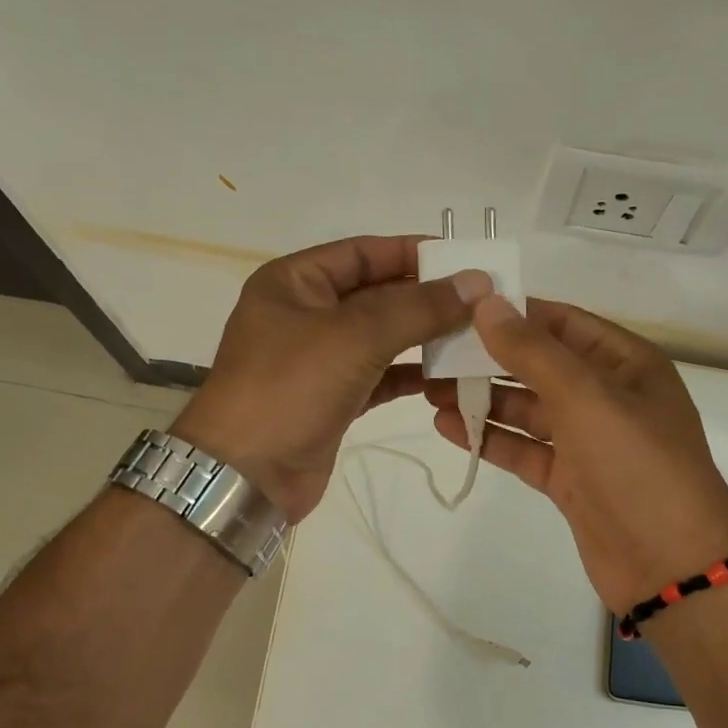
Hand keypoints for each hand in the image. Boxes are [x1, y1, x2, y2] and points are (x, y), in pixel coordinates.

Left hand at [171, 236, 489, 521]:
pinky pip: (381, 376)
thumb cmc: (290, 388)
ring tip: (476, 337)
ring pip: (382, 338)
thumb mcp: (355, 336)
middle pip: (376, 294)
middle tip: (482, 301)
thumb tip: (476, 282)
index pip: (363, 252)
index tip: (465, 259)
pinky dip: (412, 376)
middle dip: (426, 297)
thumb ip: (418, 307)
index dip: (413, 252)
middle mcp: (305, 314)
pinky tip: (450, 378)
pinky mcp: (333, 399)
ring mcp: (319, 360)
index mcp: (295, 282)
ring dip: (425, 337)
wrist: (245, 475)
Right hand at [425, 296, 727, 611]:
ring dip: (483, 399)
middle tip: (433, 352)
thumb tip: (487, 303)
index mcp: (625, 363)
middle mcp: (607, 395)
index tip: (459, 306)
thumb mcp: (586, 397)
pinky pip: (524, 449)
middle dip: (489, 358)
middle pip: (540, 365)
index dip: (513, 312)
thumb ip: (532, 351)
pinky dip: (491, 438)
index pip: (562, 322)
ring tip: (429, 390)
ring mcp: (588, 440)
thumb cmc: (637, 465)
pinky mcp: (570, 480)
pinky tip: (449, 427)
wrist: (671, 565)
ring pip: (528, 409)